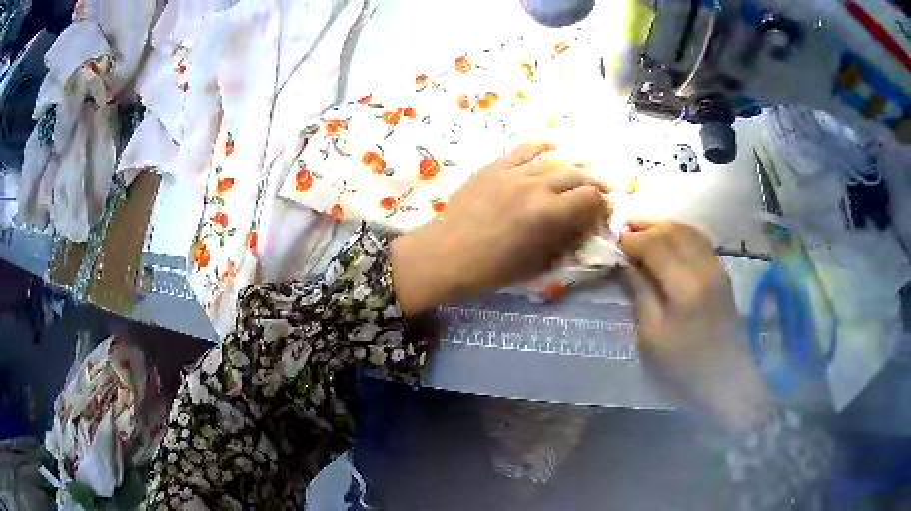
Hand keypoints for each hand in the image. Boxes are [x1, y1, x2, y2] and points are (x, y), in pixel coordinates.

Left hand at [390, 141, 608, 314]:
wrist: (445, 253)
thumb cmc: (491, 268)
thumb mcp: (536, 263)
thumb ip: (563, 240)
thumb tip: (582, 226)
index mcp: (548, 213)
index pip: (589, 198)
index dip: (601, 203)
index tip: (603, 209)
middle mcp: (536, 185)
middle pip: (576, 175)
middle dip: (594, 183)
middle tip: (600, 190)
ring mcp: (514, 172)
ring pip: (554, 160)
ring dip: (574, 165)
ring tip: (583, 170)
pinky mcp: (495, 166)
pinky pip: (524, 148)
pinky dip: (543, 145)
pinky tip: (554, 145)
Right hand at [619, 220, 770, 433]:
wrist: (726, 380)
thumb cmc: (684, 366)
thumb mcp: (652, 336)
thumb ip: (639, 293)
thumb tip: (625, 263)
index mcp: (685, 286)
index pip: (656, 245)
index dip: (632, 239)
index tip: (614, 242)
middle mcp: (705, 267)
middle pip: (673, 231)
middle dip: (646, 226)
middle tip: (623, 231)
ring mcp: (717, 267)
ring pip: (689, 231)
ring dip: (664, 226)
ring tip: (642, 231)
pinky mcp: (723, 273)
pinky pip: (700, 240)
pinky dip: (681, 233)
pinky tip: (669, 240)